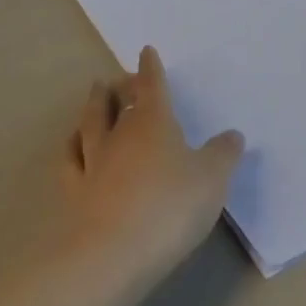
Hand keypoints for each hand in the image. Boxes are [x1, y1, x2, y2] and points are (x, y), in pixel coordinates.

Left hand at [61, 47, 243, 290]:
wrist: (111, 254)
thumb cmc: (169, 208)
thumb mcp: (211, 180)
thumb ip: (222, 155)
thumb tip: (233, 134)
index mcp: (153, 121)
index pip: (152, 84)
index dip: (151, 68)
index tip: (147, 51)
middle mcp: (120, 132)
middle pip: (116, 99)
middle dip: (120, 85)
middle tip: (121, 79)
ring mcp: (93, 160)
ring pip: (90, 122)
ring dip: (94, 105)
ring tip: (95, 94)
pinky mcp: (75, 191)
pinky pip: (71, 159)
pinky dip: (72, 146)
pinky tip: (73, 143)